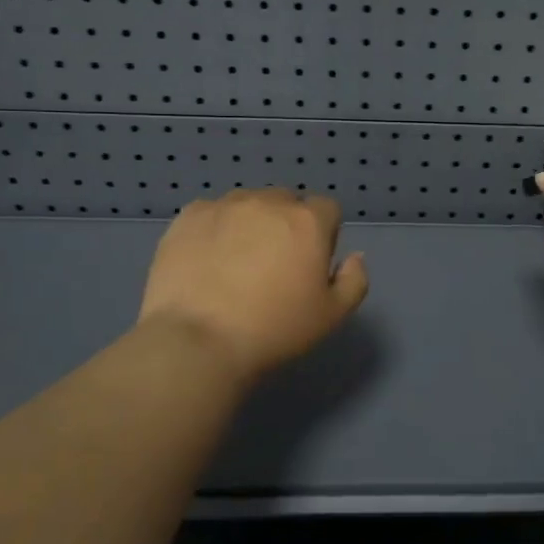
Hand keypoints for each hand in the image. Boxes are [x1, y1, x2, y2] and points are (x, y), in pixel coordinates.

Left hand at [135, 189, 368, 383]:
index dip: (323, 235)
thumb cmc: (274, 329)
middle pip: (286, 203)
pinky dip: (215, 229)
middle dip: (286, 225)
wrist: (197, 340)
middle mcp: (268, 202)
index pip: (327, 209)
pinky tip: (206, 261)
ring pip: (247, 204)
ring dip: (250, 223)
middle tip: (273, 266)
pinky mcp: (189, 216)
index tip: (308, 265)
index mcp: (308, 221)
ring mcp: (225, 206)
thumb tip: (353, 257)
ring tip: (235, 263)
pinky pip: (212, 213)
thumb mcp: (332, 316)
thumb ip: (354, 280)